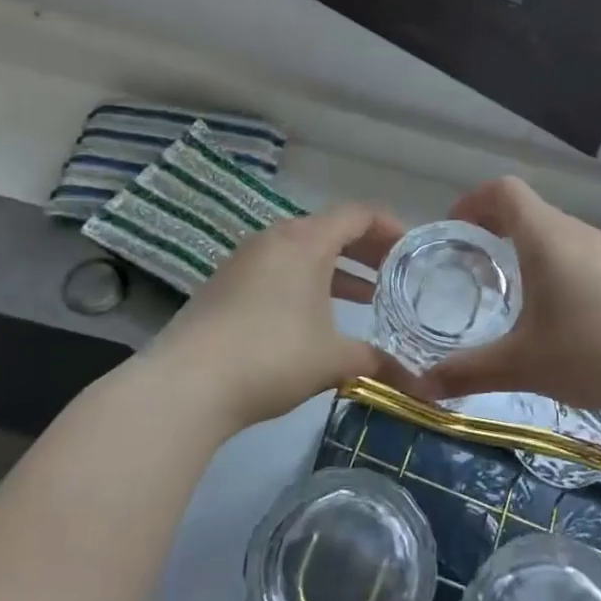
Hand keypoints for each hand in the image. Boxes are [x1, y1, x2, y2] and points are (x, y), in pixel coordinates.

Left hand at [144, 204, 404, 427]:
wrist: (186, 385)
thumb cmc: (271, 357)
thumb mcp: (333, 359)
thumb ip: (377, 361)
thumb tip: (415, 383)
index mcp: (305, 241)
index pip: (358, 214)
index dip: (390, 227)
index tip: (411, 251)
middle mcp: (274, 239)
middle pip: (330, 229)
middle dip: (366, 249)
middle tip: (394, 273)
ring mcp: (244, 260)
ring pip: (303, 251)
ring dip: (336, 268)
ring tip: (365, 296)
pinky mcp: (225, 284)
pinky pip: (278, 269)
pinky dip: (306, 281)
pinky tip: (316, 317)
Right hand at [403, 177, 600, 420]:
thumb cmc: (595, 354)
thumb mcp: (523, 365)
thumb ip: (468, 372)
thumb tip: (421, 387)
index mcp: (548, 238)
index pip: (504, 190)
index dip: (473, 201)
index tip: (453, 230)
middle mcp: (580, 233)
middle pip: (531, 211)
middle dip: (496, 230)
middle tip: (474, 267)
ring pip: (560, 235)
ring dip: (531, 250)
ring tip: (516, 294)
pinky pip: (586, 257)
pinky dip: (561, 268)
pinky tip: (565, 316)